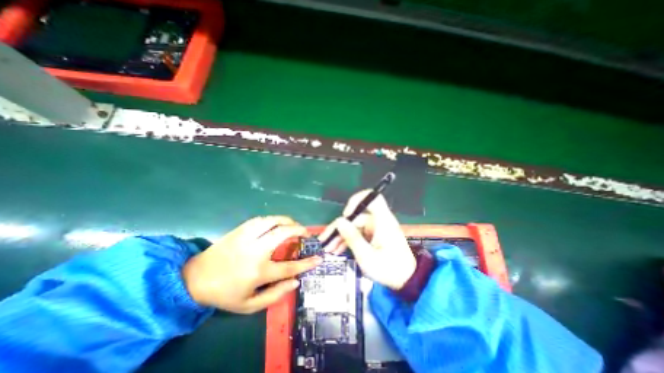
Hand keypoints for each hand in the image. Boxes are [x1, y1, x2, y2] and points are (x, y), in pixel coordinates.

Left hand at [180, 217, 320, 313]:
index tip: (318, 258)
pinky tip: (276, 222)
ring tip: (293, 224)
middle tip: (305, 232)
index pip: (290, 267)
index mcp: (258, 272)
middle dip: (299, 230)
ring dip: (287, 220)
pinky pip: (261, 219)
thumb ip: (275, 295)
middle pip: (283, 233)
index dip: (307, 263)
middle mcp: (255, 251)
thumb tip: (295, 282)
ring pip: (273, 221)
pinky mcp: (240, 229)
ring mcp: (247, 237)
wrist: (195, 279)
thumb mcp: (249, 305)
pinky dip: (273, 219)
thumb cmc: (224, 294)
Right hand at [317, 191, 412, 289]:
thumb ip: (353, 238)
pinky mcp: (374, 236)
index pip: (373, 198)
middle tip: (325, 241)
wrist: (406, 281)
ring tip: (329, 249)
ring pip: (354, 226)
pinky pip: (358, 233)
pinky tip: (337, 249)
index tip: (346, 215)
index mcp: (383, 222)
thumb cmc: (389, 270)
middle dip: (339, 228)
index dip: (358, 200)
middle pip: (356, 217)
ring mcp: (376, 229)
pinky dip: (348, 240)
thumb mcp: (367, 257)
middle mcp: (379, 221)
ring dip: (341, 236)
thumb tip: (340, 221)